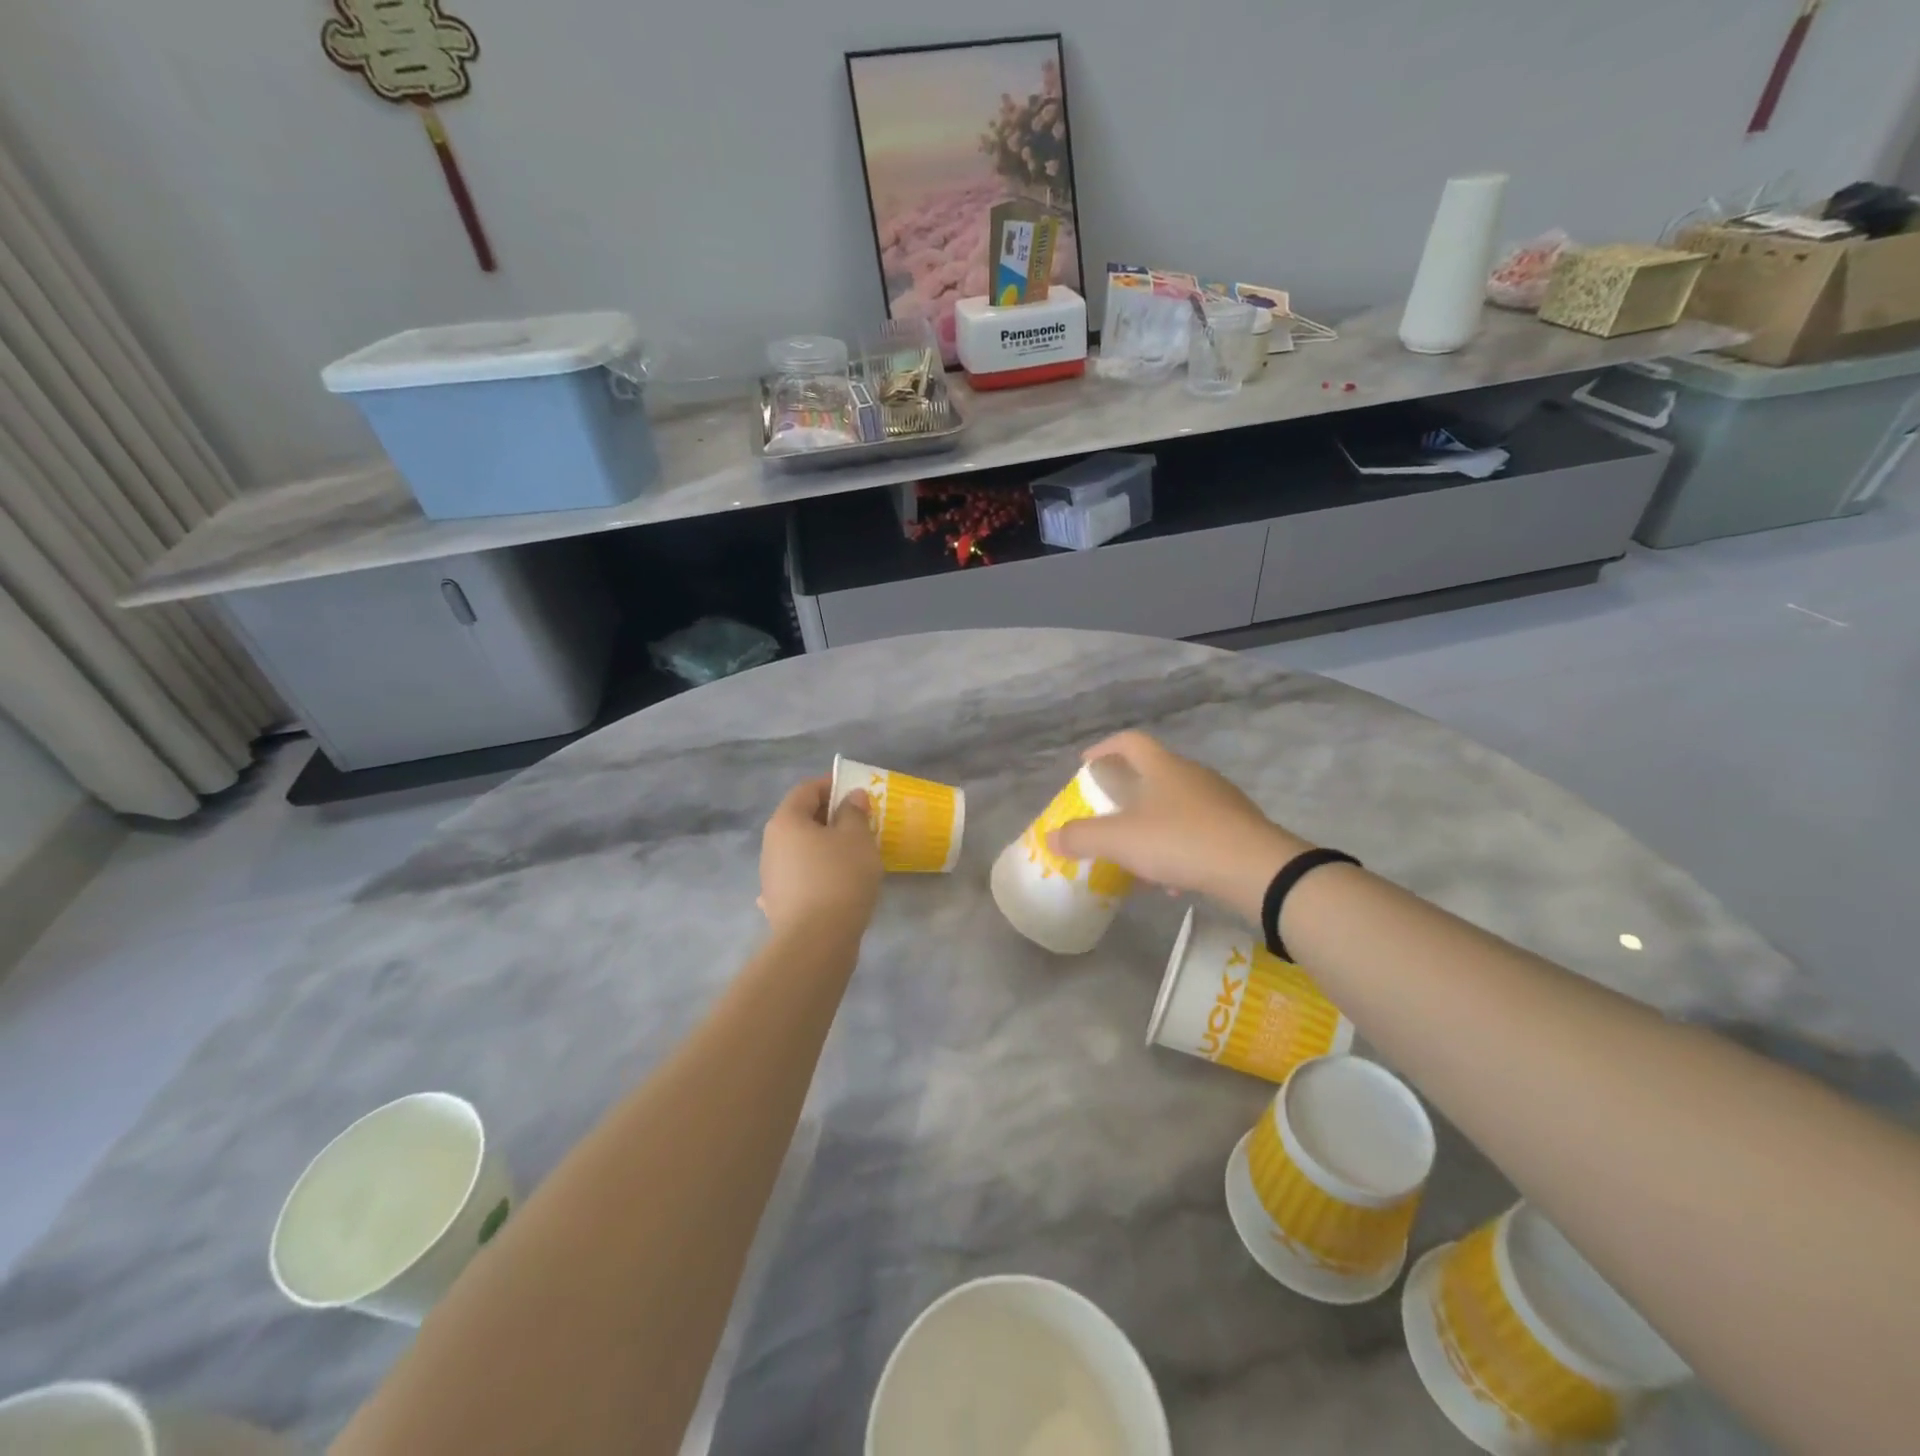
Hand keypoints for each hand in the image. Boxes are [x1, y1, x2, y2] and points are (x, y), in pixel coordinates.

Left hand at [759, 776, 882, 935]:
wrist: (816, 941)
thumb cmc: (839, 878)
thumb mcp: (857, 838)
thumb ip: (854, 812)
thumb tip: (851, 797)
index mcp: (786, 821)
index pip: (806, 790)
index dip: (831, 785)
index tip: (855, 791)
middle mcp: (771, 844)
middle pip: (800, 819)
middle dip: (830, 817)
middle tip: (859, 823)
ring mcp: (771, 875)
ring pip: (800, 849)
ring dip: (823, 846)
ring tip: (853, 855)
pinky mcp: (778, 902)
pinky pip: (800, 876)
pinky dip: (816, 872)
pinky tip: (832, 884)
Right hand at [1047, 731, 1309, 919]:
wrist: (1256, 868)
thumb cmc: (1180, 840)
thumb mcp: (1120, 840)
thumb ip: (1082, 837)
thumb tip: (1052, 837)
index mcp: (1162, 767)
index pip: (1128, 741)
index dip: (1103, 748)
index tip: (1085, 765)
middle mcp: (1191, 775)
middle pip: (1152, 772)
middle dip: (1126, 792)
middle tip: (1107, 812)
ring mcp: (1219, 800)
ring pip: (1175, 806)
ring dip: (1151, 824)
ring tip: (1135, 854)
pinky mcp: (1238, 827)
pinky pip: (1197, 831)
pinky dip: (1177, 848)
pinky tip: (1171, 881)